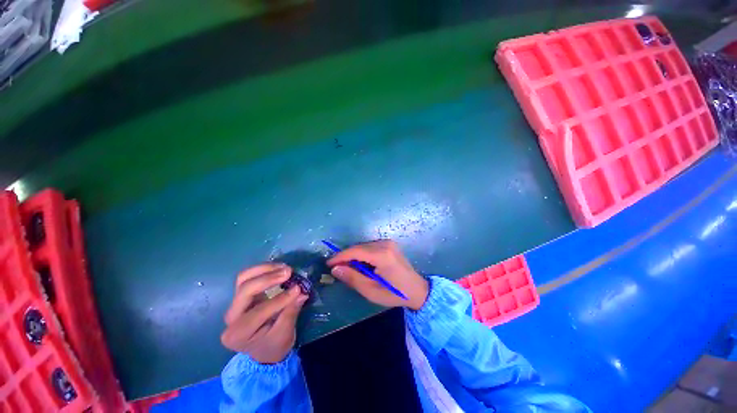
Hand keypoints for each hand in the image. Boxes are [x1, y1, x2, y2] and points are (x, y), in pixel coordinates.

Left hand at [221, 263, 308, 363]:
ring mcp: (235, 304)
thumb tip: (301, 292)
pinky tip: (278, 268)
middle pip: (245, 290)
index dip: (279, 299)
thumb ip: (291, 312)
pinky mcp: (242, 294)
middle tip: (289, 272)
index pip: (258, 312)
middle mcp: (231, 318)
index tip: (298, 289)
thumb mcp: (285, 334)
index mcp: (238, 334)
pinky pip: (248, 277)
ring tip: (284, 267)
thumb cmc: (275, 344)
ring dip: (265, 269)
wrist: (265, 348)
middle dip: (268, 279)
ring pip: (243, 279)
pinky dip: (263, 269)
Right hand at [327, 240, 428, 309]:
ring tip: (348, 269)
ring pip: (363, 246)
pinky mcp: (389, 244)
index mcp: (382, 254)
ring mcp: (388, 242)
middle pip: (359, 247)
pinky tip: (361, 265)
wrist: (417, 290)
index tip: (328, 264)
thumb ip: (353, 278)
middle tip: (336, 269)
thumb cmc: (395, 293)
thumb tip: (335, 268)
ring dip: (354, 256)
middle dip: (346, 257)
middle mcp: (385, 244)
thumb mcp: (371, 291)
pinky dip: (362, 255)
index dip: (340, 257)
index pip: (355, 251)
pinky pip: (370, 247)